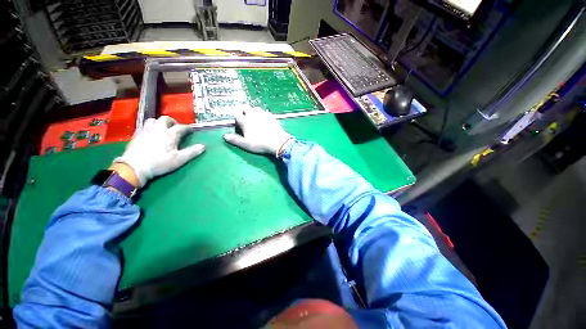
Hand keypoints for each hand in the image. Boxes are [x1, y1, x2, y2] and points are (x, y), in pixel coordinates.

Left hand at [114, 116, 204, 186]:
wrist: (134, 167)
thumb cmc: (159, 163)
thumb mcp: (179, 159)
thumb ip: (192, 152)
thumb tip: (203, 146)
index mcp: (170, 134)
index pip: (181, 127)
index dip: (188, 128)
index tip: (191, 130)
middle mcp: (158, 129)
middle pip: (165, 119)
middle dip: (173, 122)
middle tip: (176, 128)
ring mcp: (146, 131)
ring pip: (153, 120)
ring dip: (159, 122)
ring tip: (162, 129)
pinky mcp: (136, 135)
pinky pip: (144, 126)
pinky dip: (150, 127)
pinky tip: (151, 134)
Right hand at [223, 107, 291, 155]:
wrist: (277, 142)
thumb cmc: (260, 144)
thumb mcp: (246, 144)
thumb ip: (235, 139)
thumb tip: (225, 136)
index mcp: (245, 121)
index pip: (236, 114)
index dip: (236, 118)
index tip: (237, 123)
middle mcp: (253, 115)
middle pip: (246, 107)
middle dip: (243, 111)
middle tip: (245, 118)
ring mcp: (263, 114)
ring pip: (256, 108)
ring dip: (253, 112)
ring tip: (254, 119)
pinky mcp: (271, 116)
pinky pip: (265, 112)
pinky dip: (263, 115)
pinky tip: (265, 120)